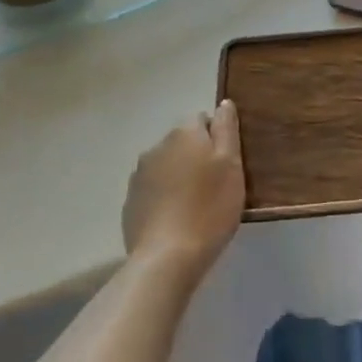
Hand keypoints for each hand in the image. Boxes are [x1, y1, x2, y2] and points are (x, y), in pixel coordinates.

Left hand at [122, 101, 244, 282]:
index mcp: (184, 133)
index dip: (216, 139)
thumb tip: (223, 104)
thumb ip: (227, 130)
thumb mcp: (231, 166)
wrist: (167, 257)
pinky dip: (164, 197)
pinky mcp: (130, 201)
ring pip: (166, 165)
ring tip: (194, 205)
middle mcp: (157, 146)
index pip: (202, 120)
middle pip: (182, 142)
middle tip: (215, 186)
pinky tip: (175, 219)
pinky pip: (153, 189)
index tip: (227, 164)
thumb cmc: (209, 208)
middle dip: (197, 156)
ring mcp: (139, 174)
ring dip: (179, 176)